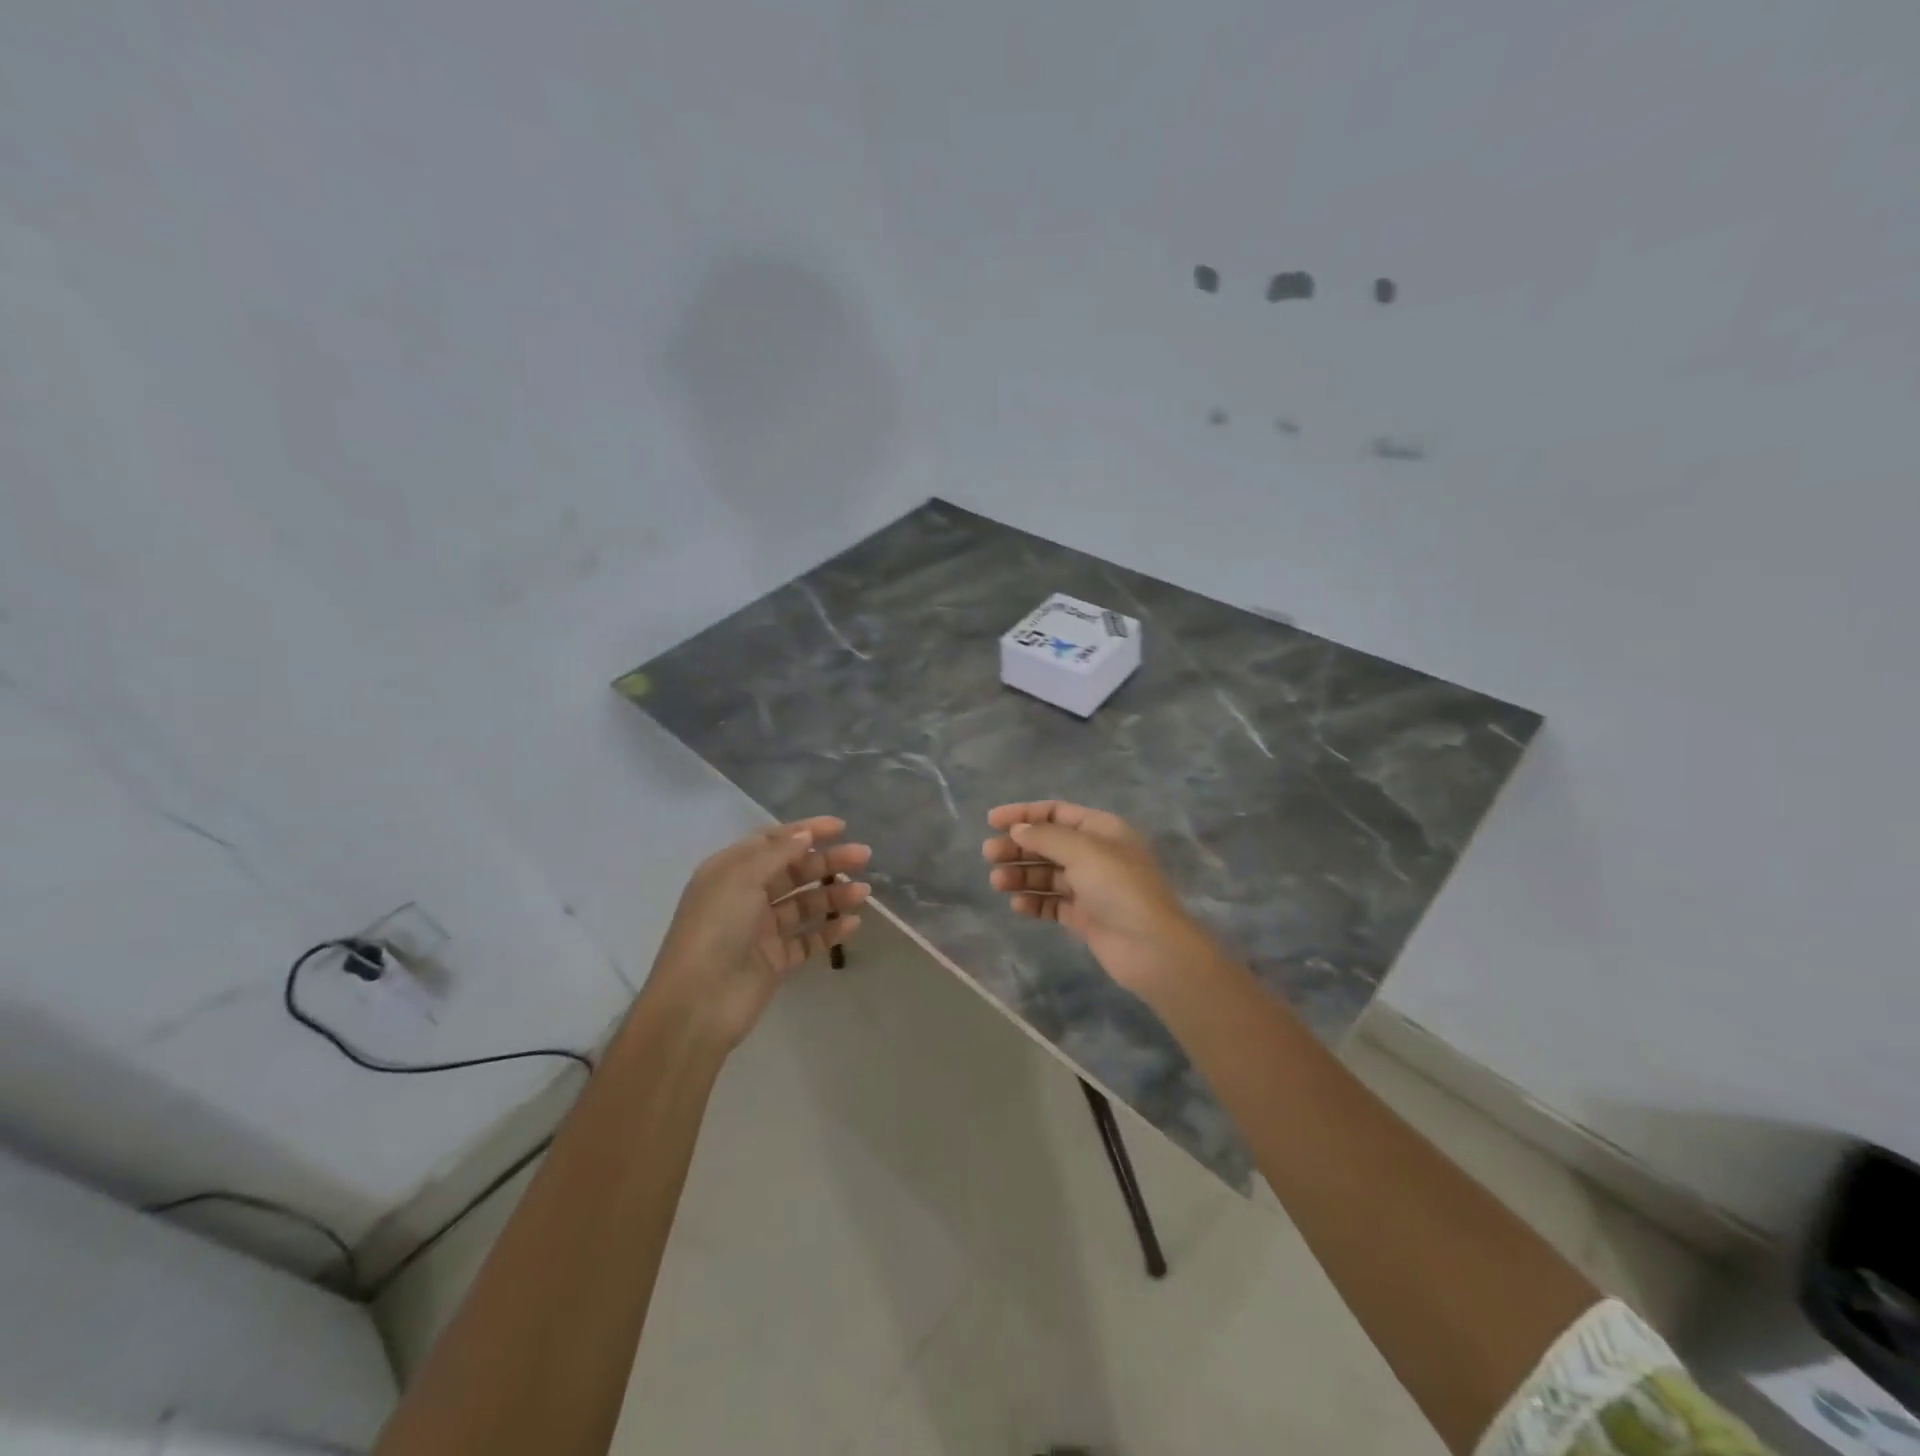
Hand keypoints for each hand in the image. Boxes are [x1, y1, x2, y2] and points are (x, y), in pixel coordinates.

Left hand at [647, 817, 870, 1048]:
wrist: (698, 1002)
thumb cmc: (716, 928)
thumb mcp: (742, 878)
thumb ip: (777, 854)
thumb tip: (805, 835)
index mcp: (731, 871)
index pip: (773, 842)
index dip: (806, 832)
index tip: (841, 827)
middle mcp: (746, 896)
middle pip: (794, 871)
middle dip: (828, 861)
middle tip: (864, 856)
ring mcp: (762, 930)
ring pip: (805, 905)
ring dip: (834, 895)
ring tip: (863, 893)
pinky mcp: (775, 961)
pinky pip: (808, 939)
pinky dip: (830, 930)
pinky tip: (852, 923)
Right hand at [982, 800, 1211, 1000]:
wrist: (1150, 947)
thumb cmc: (1119, 887)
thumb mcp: (1083, 851)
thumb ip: (1046, 837)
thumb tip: (1018, 830)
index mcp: (1102, 830)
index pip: (1057, 812)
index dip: (1024, 814)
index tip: (992, 821)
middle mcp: (1096, 854)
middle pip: (1048, 843)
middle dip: (1018, 847)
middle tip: (989, 855)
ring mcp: (1090, 887)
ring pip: (1047, 874)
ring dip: (1021, 875)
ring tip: (997, 883)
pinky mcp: (1085, 917)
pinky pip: (1053, 903)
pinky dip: (1034, 901)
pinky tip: (1018, 905)